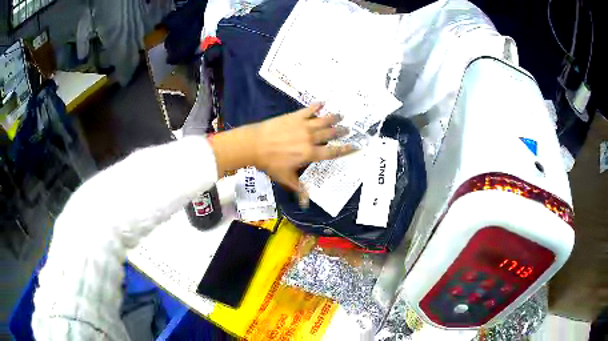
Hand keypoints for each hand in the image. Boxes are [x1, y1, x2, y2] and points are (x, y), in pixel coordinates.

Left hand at [210, 103, 354, 205]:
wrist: (255, 144)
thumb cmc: (271, 163)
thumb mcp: (285, 178)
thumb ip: (298, 188)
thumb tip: (306, 203)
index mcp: (310, 154)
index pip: (333, 152)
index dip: (346, 150)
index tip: (356, 146)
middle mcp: (311, 139)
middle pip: (331, 134)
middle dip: (341, 131)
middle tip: (348, 129)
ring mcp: (304, 125)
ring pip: (323, 120)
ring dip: (333, 118)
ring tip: (341, 115)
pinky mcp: (295, 116)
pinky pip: (309, 110)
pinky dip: (316, 106)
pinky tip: (322, 103)